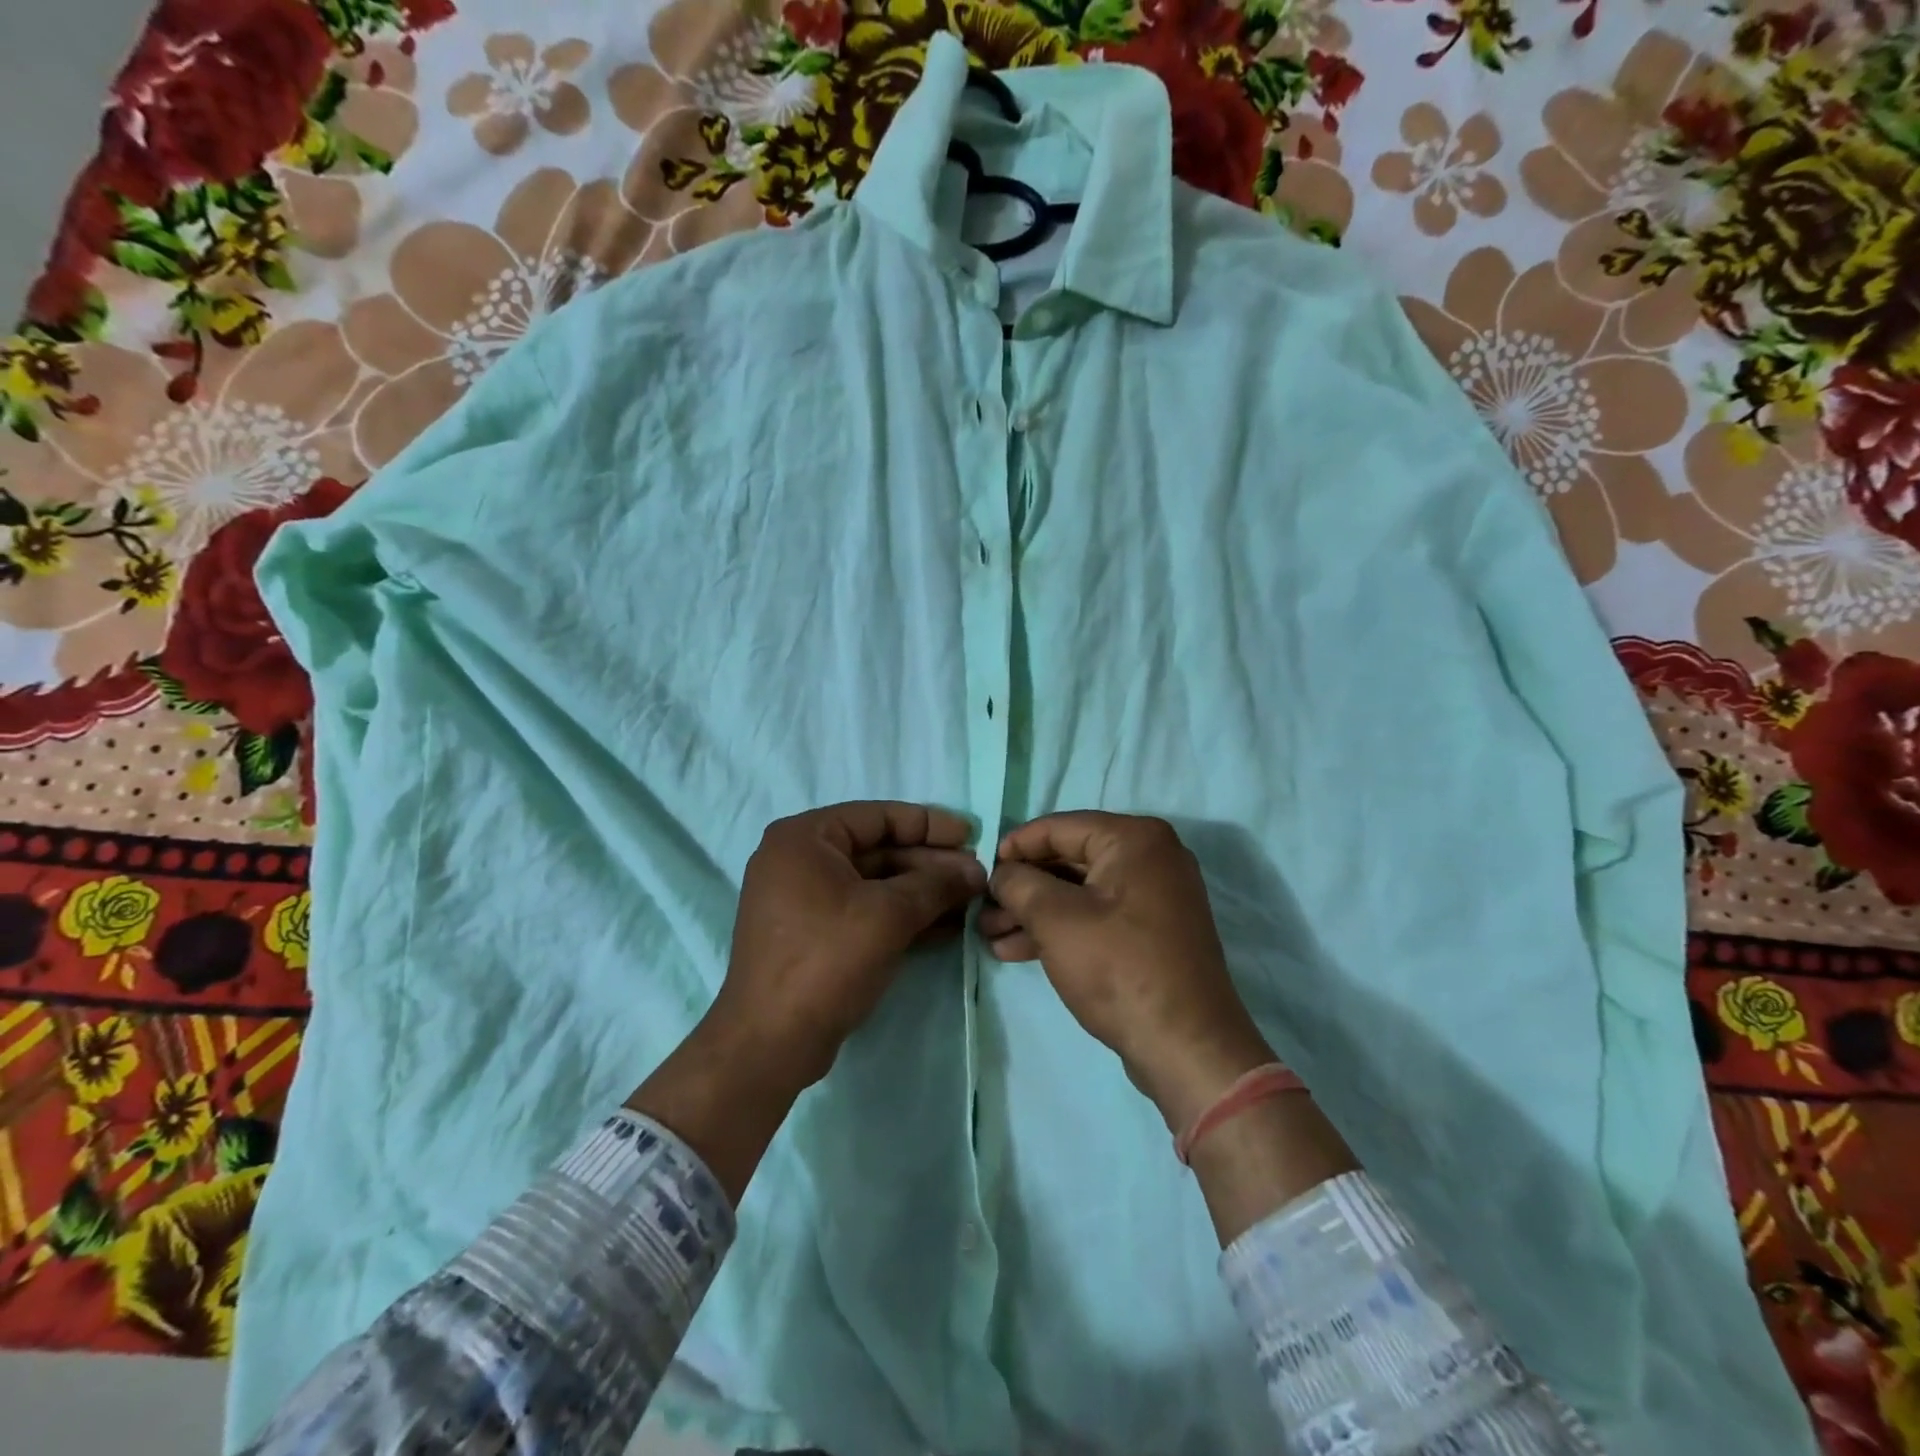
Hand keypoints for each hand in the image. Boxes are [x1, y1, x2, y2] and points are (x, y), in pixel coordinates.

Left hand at [709, 801, 986, 1092]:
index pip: (878, 817)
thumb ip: (936, 885)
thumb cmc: (827, 960)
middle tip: (976, 876)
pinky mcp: (813, 934)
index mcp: (804, 838)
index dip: (929, 825)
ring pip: (875, 883)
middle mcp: (799, 860)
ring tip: (970, 901)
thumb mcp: (889, 915)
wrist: (771, 1043)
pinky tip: (946, 926)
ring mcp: (804, 899)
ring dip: (922, 892)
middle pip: (878, 850)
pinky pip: (864, 911)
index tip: (972, 835)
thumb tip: (977, 871)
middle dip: (930, 864)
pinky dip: (902, 916)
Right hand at [984, 812, 1274, 1132]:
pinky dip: (1059, 929)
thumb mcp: (1056, 920)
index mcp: (1134, 839)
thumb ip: (1019, 884)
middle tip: (981, 908)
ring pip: (1078, 893)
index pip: (1059, 827)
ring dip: (1033, 912)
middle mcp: (1150, 858)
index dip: (1014, 846)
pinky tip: (1015, 950)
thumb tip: (1000, 873)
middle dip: (1021, 886)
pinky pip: (1096, 917)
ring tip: (988, 935)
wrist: (1186, 1047)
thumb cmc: (1119, 968)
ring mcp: (1153, 897)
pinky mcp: (1149, 933)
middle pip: (1068, 859)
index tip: (981, 870)